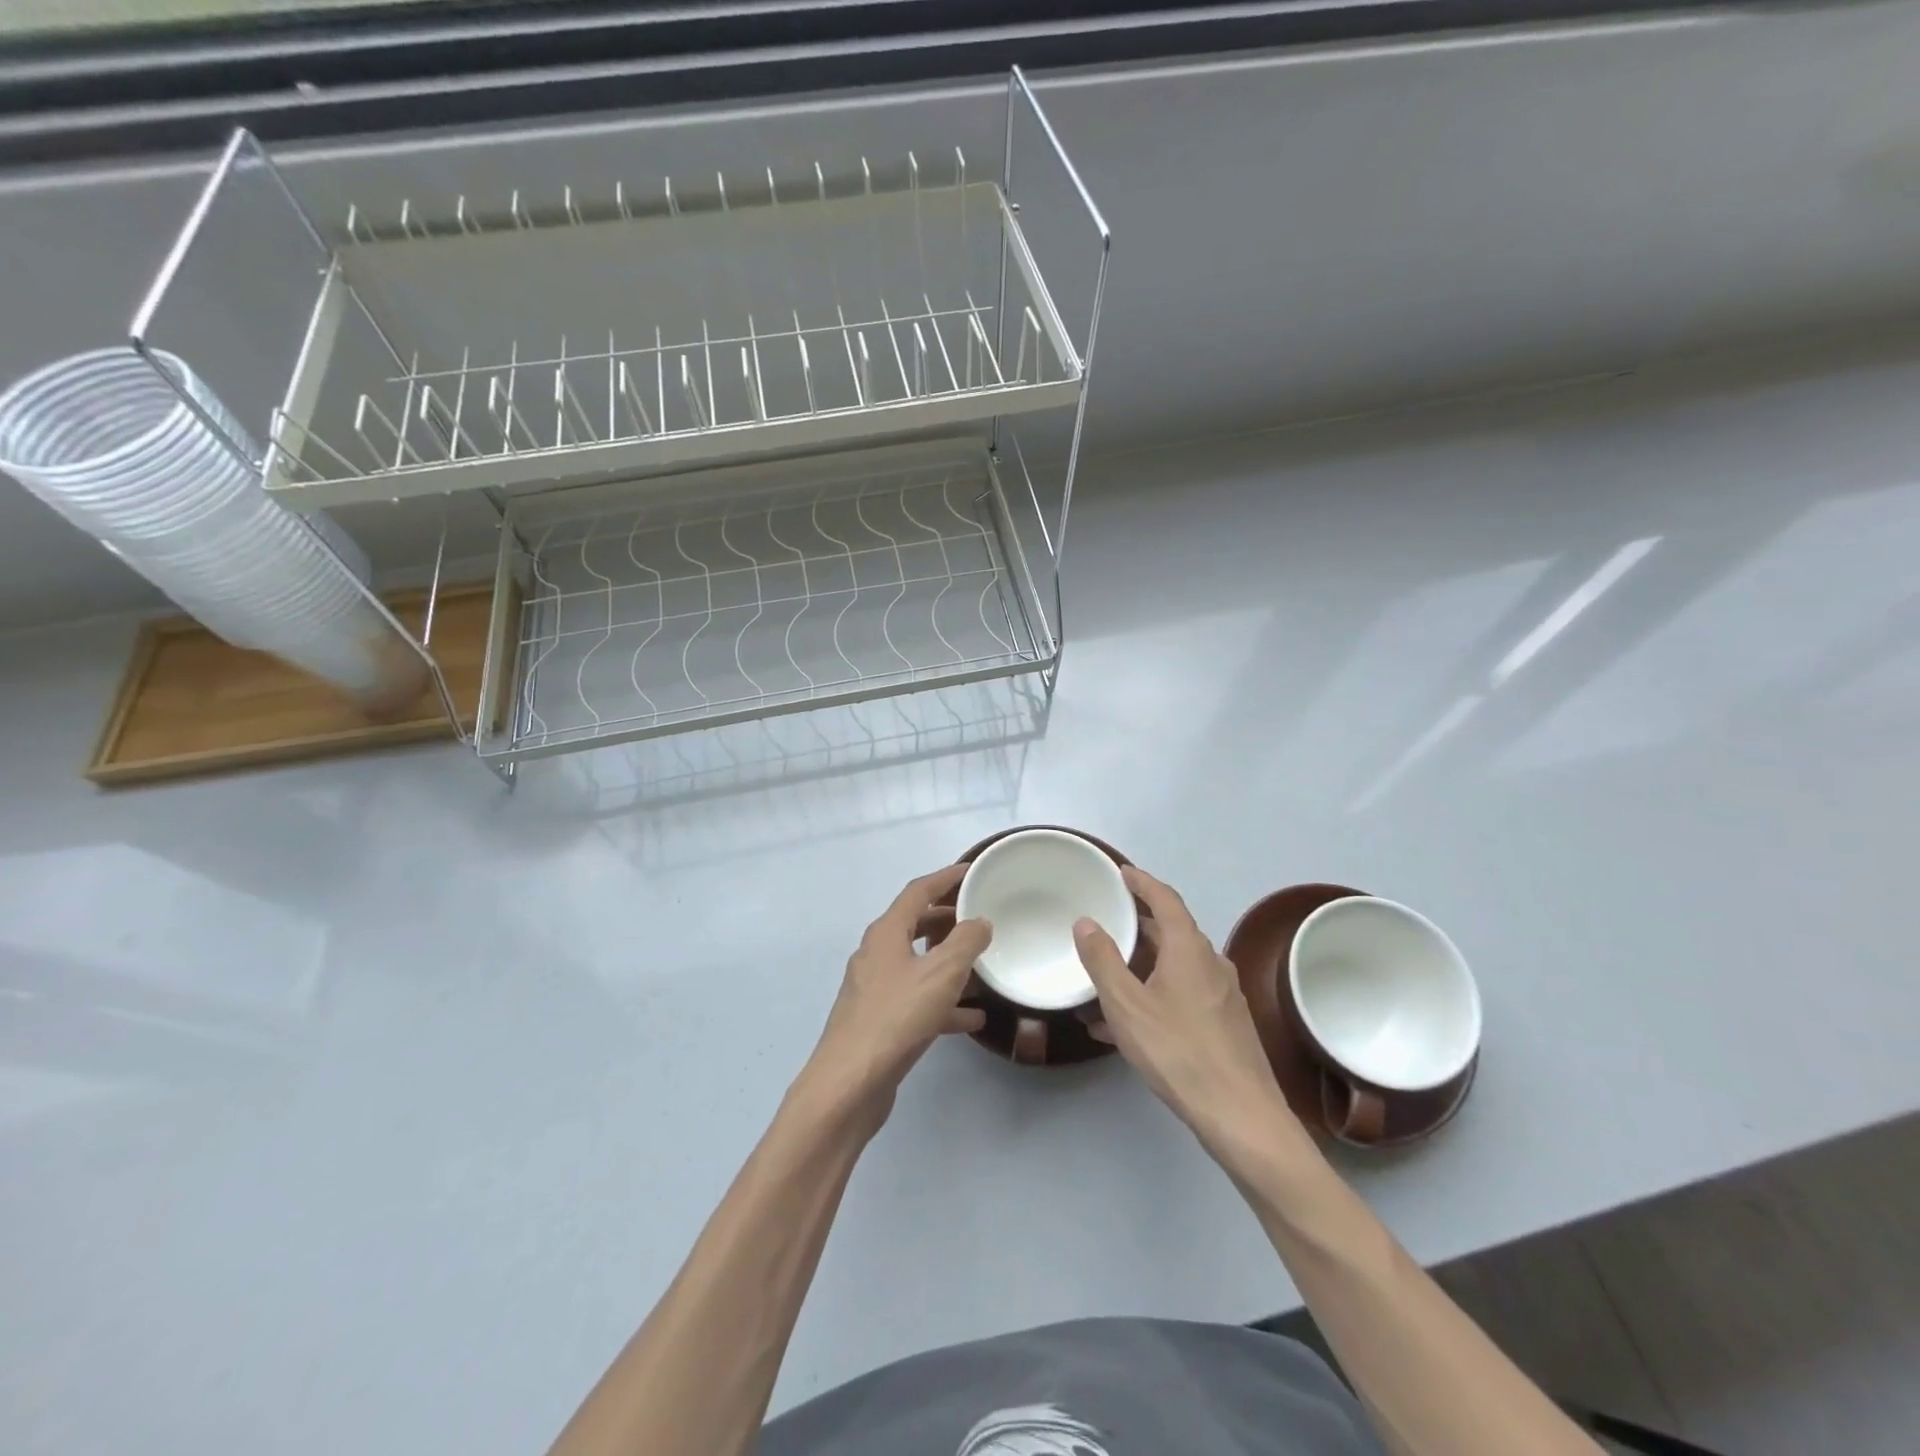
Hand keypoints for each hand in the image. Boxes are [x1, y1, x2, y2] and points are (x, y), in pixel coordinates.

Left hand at [799, 864, 990, 1130]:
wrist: (849, 1084)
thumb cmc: (896, 1018)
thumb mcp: (941, 974)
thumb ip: (966, 942)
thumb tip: (979, 922)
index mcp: (886, 933)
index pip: (918, 891)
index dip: (947, 878)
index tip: (973, 871)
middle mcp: (876, 954)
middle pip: (916, 924)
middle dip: (948, 918)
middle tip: (981, 916)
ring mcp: (875, 989)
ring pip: (918, 963)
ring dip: (948, 961)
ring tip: (982, 965)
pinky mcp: (879, 1020)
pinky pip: (916, 999)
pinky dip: (942, 1002)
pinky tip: (971, 1018)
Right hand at [1075, 867, 1305, 1160]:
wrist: (1241, 1115)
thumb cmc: (1178, 1051)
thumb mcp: (1126, 1005)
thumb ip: (1103, 960)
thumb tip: (1086, 922)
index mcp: (1189, 948)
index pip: (1165, 899)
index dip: (1142, 882)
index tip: (1121, 873)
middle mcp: (1210, 963)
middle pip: (1172, 932)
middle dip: (1138, 926)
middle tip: (1107, 923)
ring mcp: (1223, 995)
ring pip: (1175, 967)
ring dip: (1142, 967)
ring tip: (1107, 980)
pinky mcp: (1226, 1024)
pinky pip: (1183, 996)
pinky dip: (1154, 996)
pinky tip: (1127, 1026)